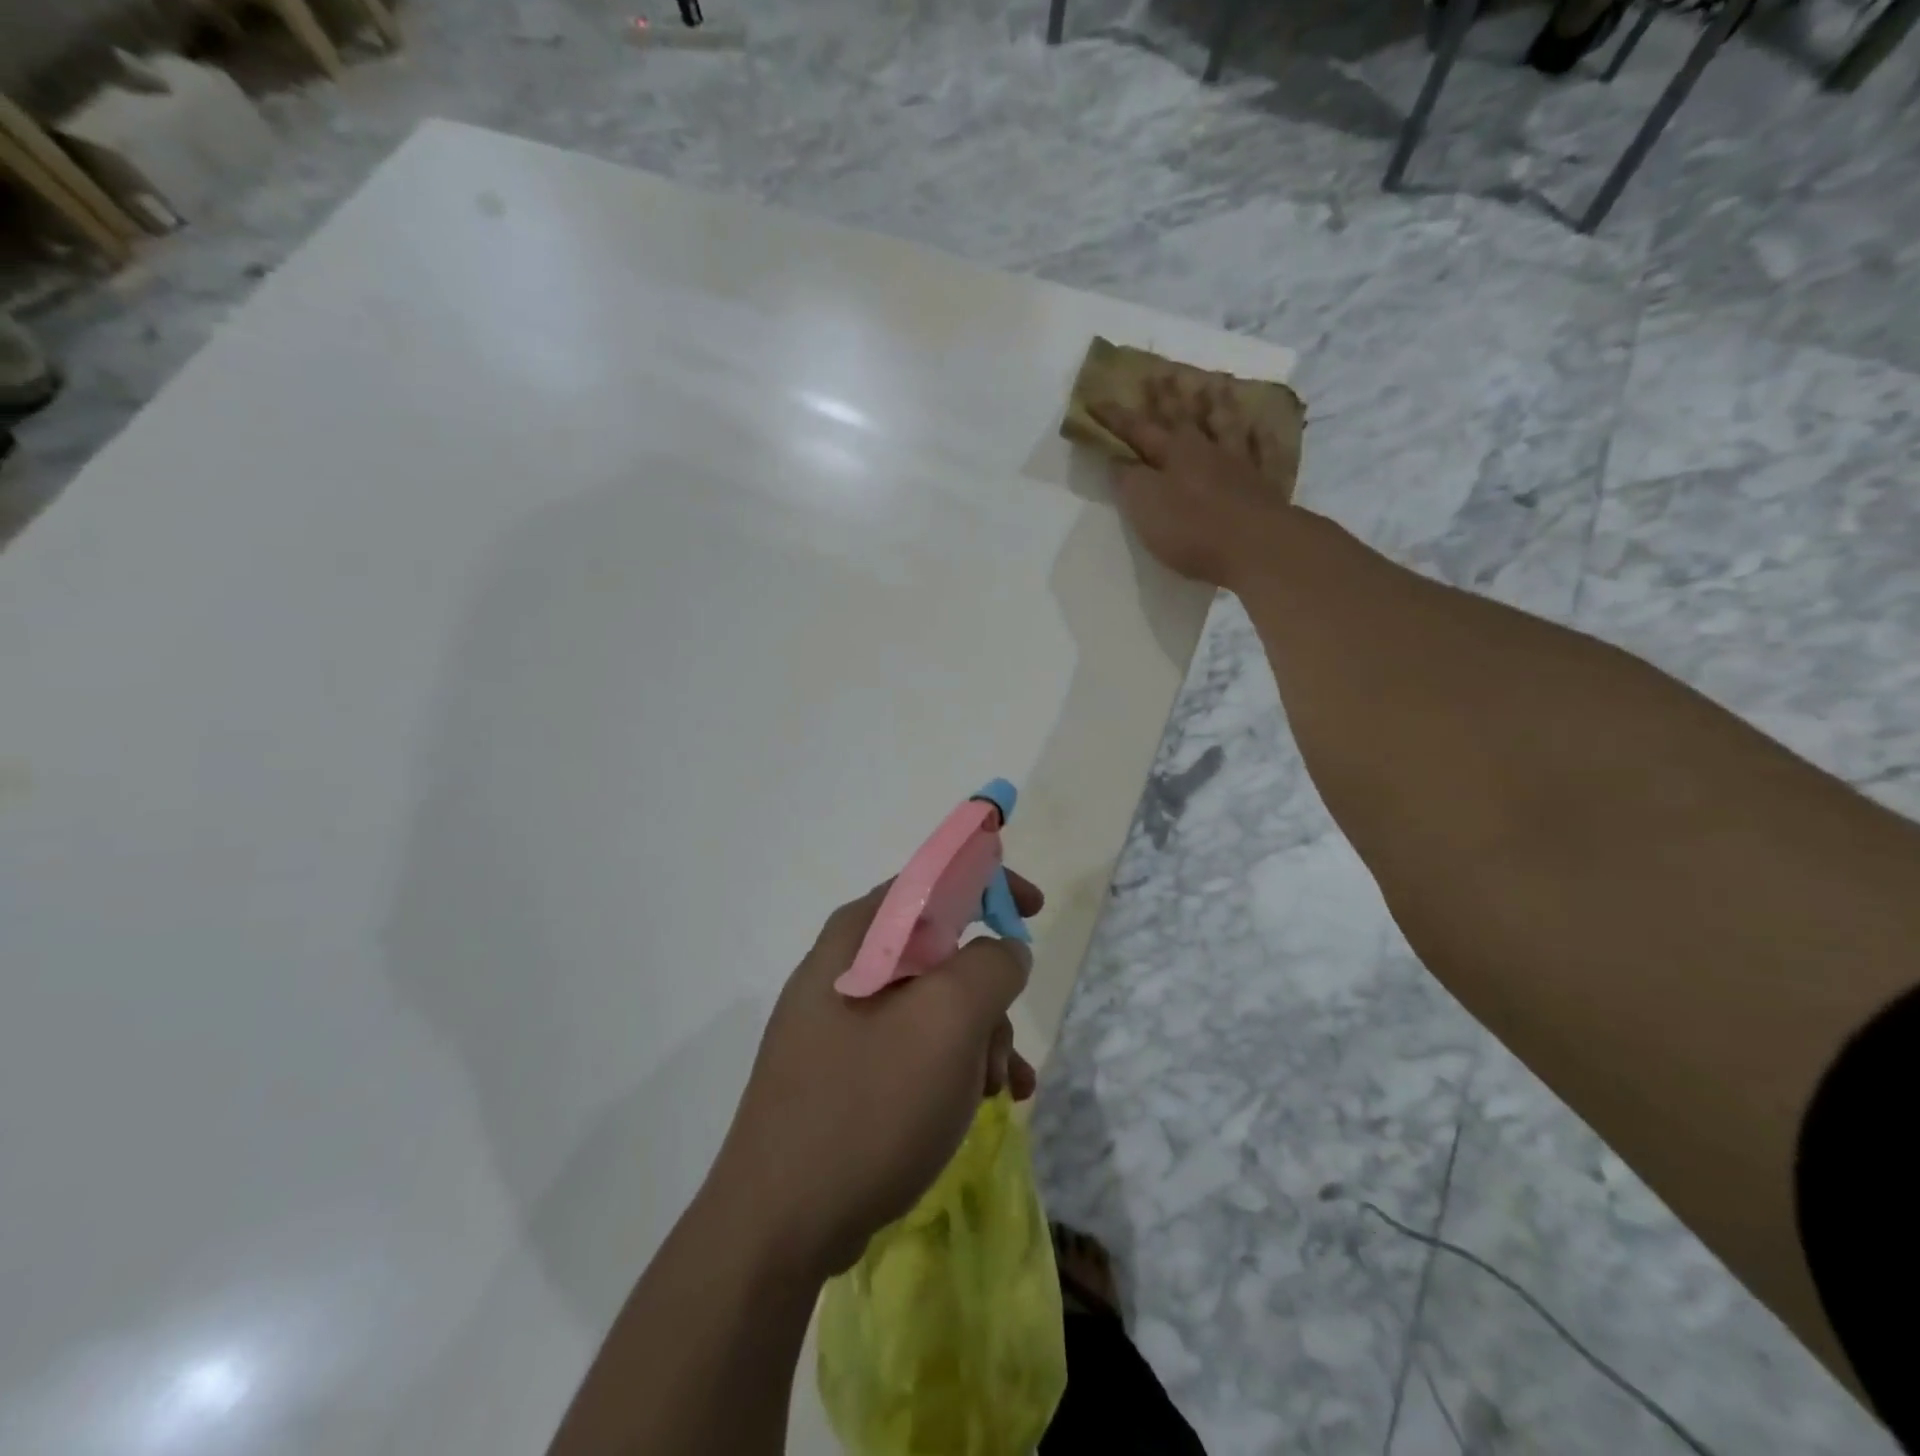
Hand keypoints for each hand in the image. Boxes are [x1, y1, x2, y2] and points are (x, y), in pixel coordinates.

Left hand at [705, 876, 1043, 1280]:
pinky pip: (914, 1048)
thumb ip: (989, 967)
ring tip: (999, 1089)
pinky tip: (984, 1104)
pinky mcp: (844, 1072)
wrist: (778, 1228)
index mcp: (856, 938)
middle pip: (938, 950)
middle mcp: (843, 970)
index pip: (929, 880)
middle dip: (987, 992)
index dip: (986, 882)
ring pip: (932, 1005)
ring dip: (979, 1037)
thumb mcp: (946, 1023)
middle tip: (1004, 1042)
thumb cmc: (867, 1106)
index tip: (1032, 909)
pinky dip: (955, 1066)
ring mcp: (839, 1025)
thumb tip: (1004, 950)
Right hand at [1092, 377, 1297, 589]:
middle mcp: (1205, 450)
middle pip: (1183, 417)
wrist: (1255, 546)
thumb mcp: (1144, 505)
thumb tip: (1116, 459)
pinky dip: (1259, 437)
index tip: (1095, 400)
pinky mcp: (1263, 484)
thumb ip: (1128, 480)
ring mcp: (1238, 463)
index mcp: (1172, 454)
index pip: (1138, 429)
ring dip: (1216, 405)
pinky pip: (1262, 451)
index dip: (1116, 417)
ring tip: (1213, 384)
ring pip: (1225, 425)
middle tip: (1160, 372)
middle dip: (1168, 397)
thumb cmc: (1191, 528)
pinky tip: (1260, 426)